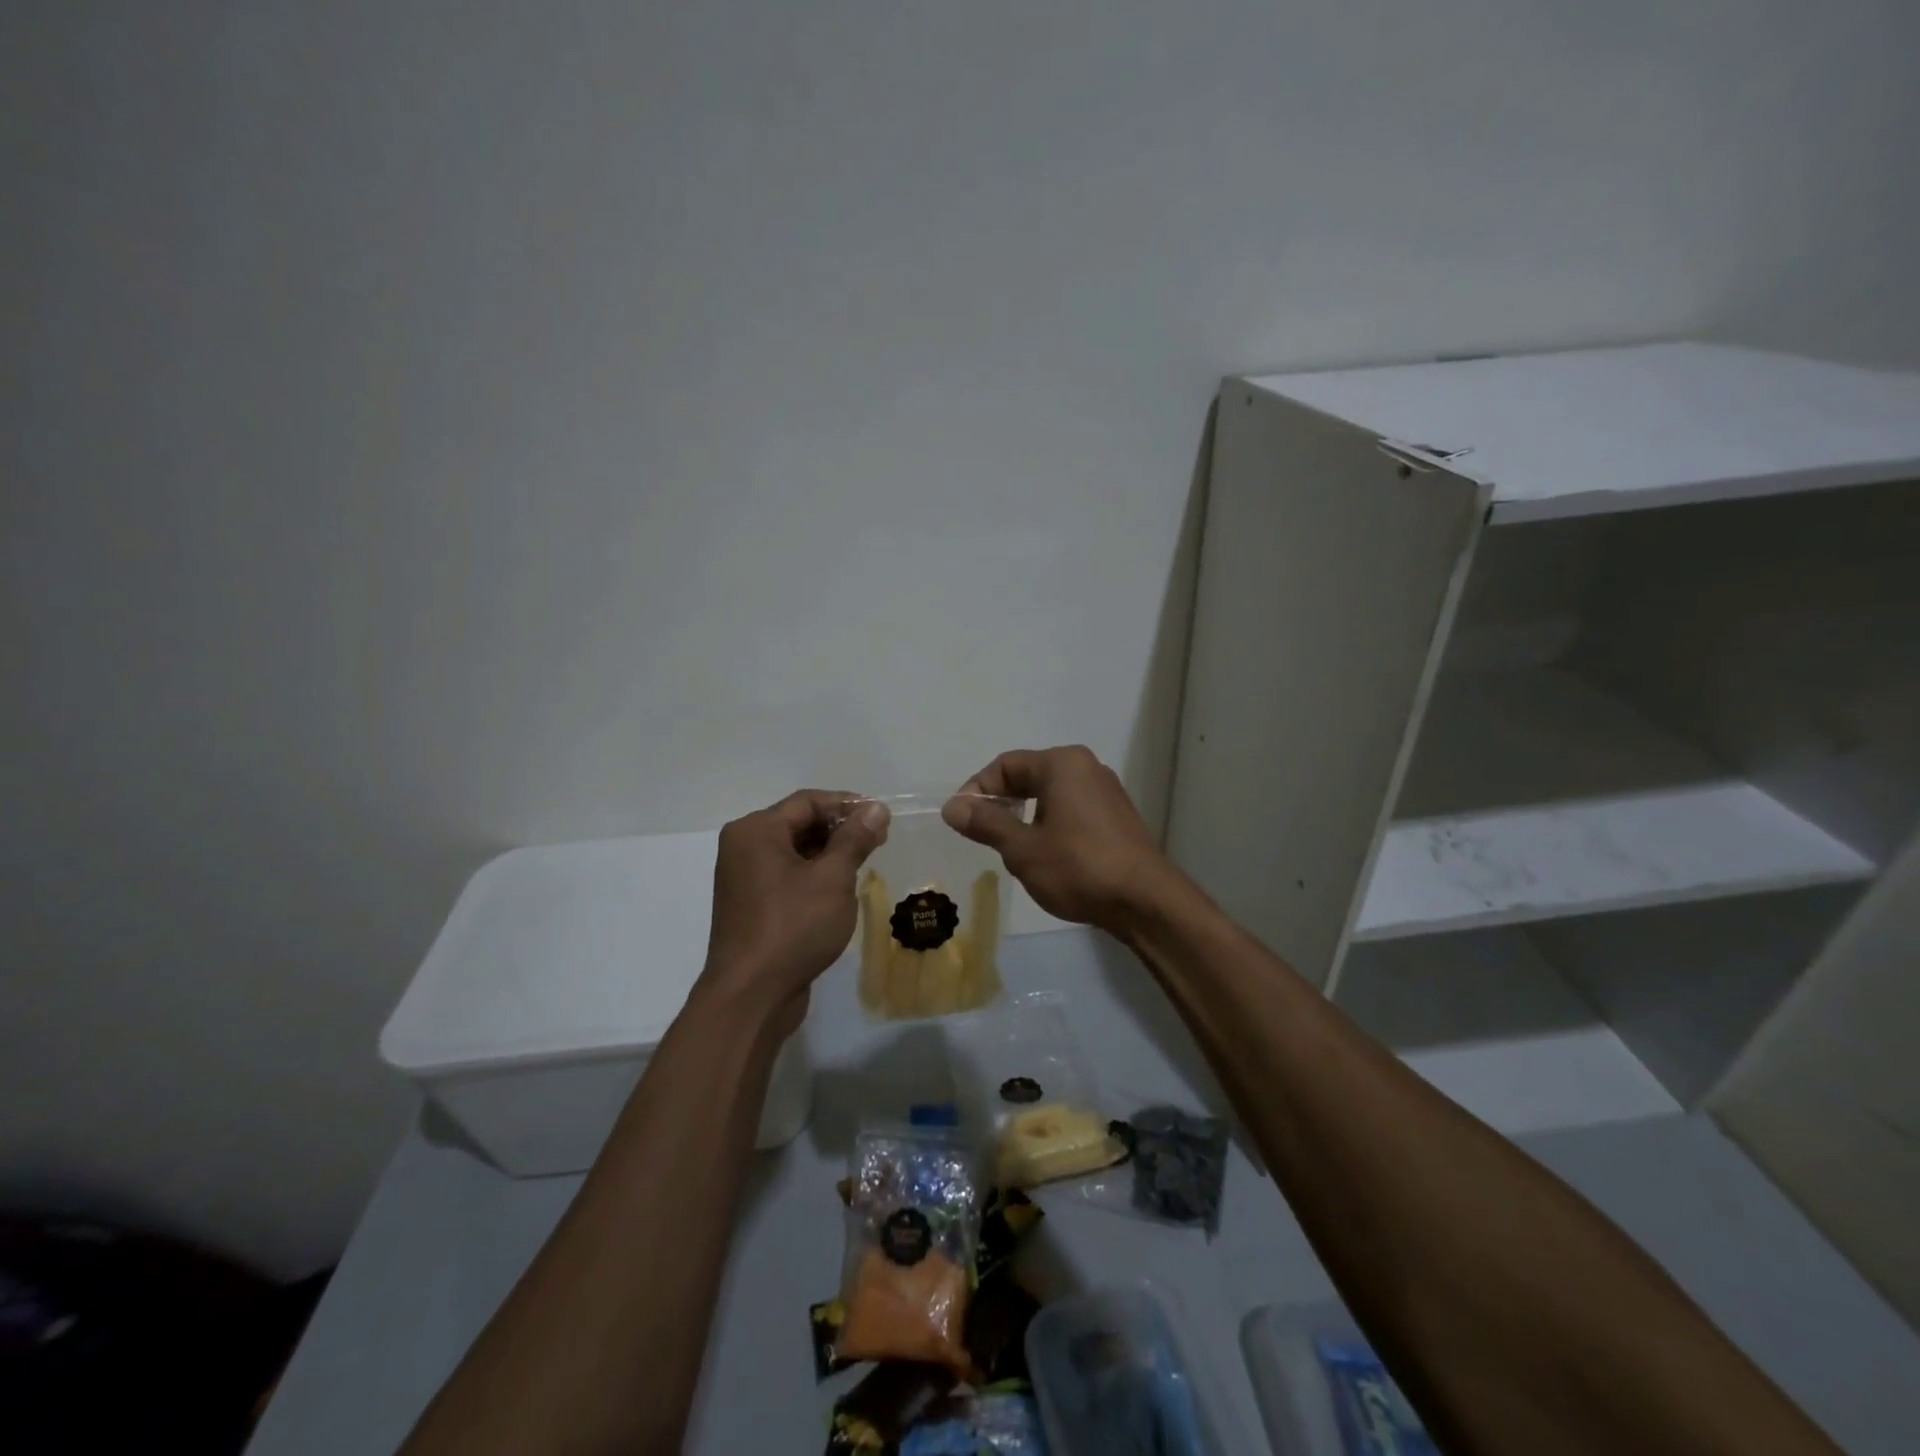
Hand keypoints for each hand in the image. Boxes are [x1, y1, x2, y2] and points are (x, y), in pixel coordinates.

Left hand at [699, 791, 889, 1032]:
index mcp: (756, 831)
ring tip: (864, 863)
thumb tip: (876, 808)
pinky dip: (812, 874)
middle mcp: (743, 847)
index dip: (848, 805)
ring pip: (793, 850)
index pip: (808, 801)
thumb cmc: (793, 927)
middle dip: (839, 829)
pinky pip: (785, 875)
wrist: (751, 996)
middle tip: (878, 840)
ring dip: (828, 852)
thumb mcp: (833, 878)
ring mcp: (743, 877)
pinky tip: (839, 888)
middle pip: (798, 822)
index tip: (882, 817)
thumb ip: (854, 839)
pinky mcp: (750, 904)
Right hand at [942, 746, 1174, 931]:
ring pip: (1050, 794)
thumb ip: (986, 823)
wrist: (1145, 901)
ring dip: (1024, 816)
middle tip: (982, 834)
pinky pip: (1071, 808)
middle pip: (1028, 775)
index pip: (1005, 765)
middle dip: (1001, 803)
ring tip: (1012, 849)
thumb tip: (953, 807)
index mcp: (1061, 764)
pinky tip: (1046, 855)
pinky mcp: (1116, 815)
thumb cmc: (1078, 867)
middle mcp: (1086, 767)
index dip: (977, 790)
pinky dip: (1049, 823)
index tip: (961, 820)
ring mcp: (1105, 791)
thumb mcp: (1022, 848)